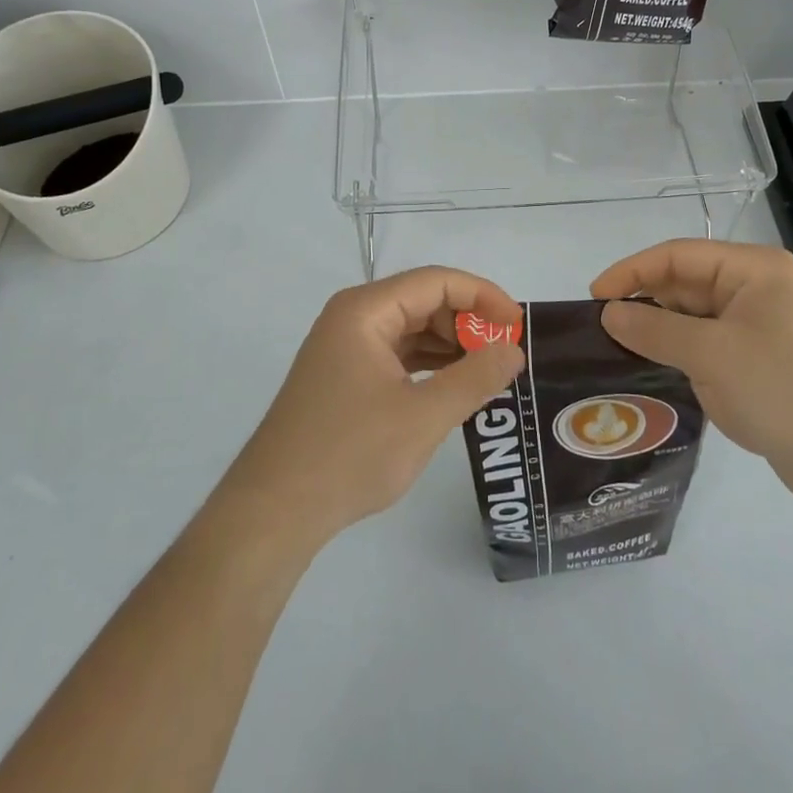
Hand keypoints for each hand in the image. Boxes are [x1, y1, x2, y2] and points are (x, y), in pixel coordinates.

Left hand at [222, 268, 527, 547]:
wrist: (274, 512)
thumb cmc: (349, 454)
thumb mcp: (423, 416)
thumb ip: (474, 378)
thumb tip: (513, 350)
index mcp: (365, 310)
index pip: (436, 281)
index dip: (483, 296)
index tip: (518, 325)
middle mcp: (353, 317)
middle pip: (423, 300)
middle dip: (468, 321)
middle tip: (505, 353)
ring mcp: (346, 346)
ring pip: (412, 328)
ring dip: (451, 344)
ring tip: (489, 371)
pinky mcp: (345, 375)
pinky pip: (397, 353)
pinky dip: (429, 364)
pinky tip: (454, 386)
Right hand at [591, 240, 792, 505]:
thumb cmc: (785, 388)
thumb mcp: (712, 354)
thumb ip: (655, 329)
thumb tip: (608, 313)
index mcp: (752, 269)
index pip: (676, 256)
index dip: (631, 272)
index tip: (594, 298)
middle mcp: (753, 289)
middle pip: (683, 284)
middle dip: (642, 302)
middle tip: (599, 330)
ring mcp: (756, 326)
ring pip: (691, 317)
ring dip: (656, 331)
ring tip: (613, 351)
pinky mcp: (755, 360)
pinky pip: (703, 345)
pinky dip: (675, 353)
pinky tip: (647, 371)